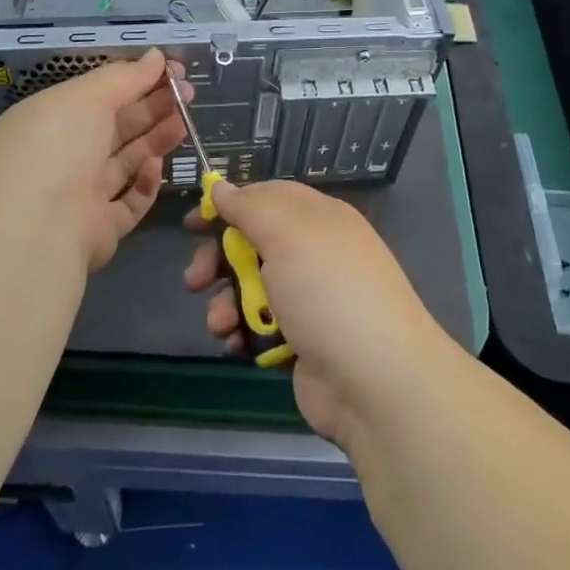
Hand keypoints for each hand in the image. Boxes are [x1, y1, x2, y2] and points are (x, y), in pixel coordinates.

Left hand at [0, 49, 187, 276]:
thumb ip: (124, 78)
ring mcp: (82, 193)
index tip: (173, 71)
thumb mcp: (86, 97)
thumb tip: (157, 56)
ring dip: (156, 140)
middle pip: (117, 126)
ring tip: (183, 123)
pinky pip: (130, 201)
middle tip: (188, 94)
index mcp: (54, 119)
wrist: (34, 228)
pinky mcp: (101, 227)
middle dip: (153, 107)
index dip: (137, 80)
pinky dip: (145, 183)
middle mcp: (66, 154)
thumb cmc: (56, 147)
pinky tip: (155, 166)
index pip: (101, 94)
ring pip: (127, 161)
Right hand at [184, 180, 446, 447]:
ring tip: (221, 324)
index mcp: (318, 219)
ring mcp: (309, 299)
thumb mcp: (287, 234)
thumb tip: (223, 187)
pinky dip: (243, 333)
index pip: (267, 198)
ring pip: (250, 288)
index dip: (229, 205)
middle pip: (252, 244)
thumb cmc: (328, 292)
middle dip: (218, 260)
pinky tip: (236, 344)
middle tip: (195, 280)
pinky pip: (259, 326)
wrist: (375, 382)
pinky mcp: (301, 342)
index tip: (194, 222)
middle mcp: (314, 253)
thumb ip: (249, 207)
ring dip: (226, 303)